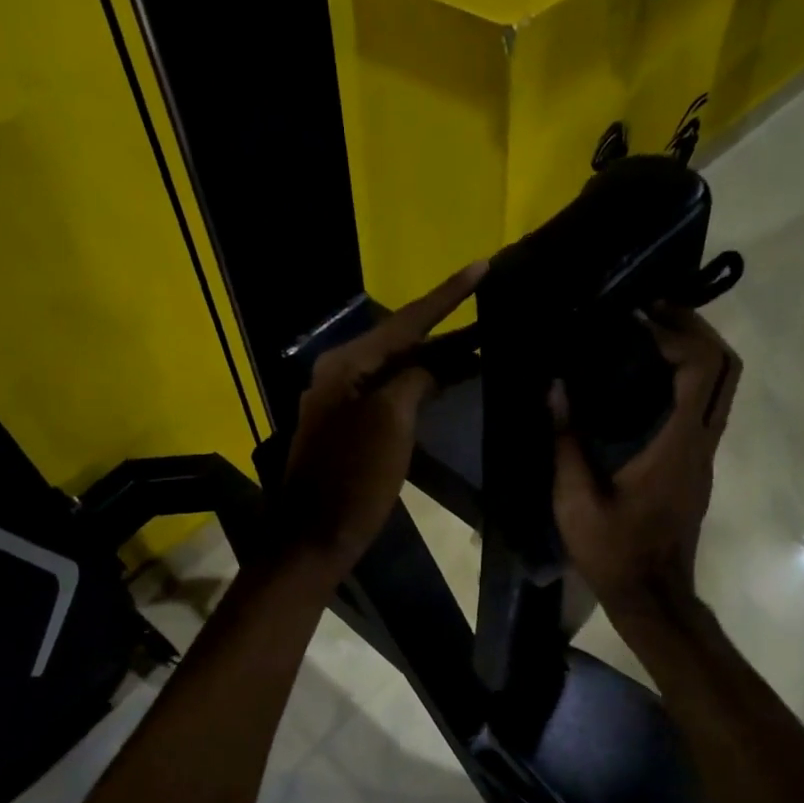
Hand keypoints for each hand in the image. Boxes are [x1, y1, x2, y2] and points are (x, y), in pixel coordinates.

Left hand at [278, 260, 487, 577]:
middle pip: (401, 342)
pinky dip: (419, 386)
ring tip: (478, 345)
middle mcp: (340, 374)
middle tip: (487, 310)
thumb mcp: (390, 421)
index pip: (405, 321)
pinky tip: (444, 384)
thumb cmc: (354, 477)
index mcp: (346, 365)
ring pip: (396, 369)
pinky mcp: (348, 428)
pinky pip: (390, 394)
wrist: (316, 536)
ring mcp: (342, 402)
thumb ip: (414, 380)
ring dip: (435, 358)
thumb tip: (431, 367)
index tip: (482, 266)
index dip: (447, 295)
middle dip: (444, 328)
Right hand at [551, 304, 739, 620]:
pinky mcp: (697, 467)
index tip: (640, 316)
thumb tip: (555, 388)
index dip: (679, 332)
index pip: (703, 369)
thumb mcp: (575, 501)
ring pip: (722, 387)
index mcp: (677, 446)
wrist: (652, 596)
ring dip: (695, 353)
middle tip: (653, 312)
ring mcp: (704, 456)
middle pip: (726, 368)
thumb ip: (565, 443)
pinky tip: (646, 382)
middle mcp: (702, 443)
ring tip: (648, 336)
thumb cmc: (614, 552)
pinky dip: (687, 380)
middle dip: (697, 330)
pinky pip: (705, 407)